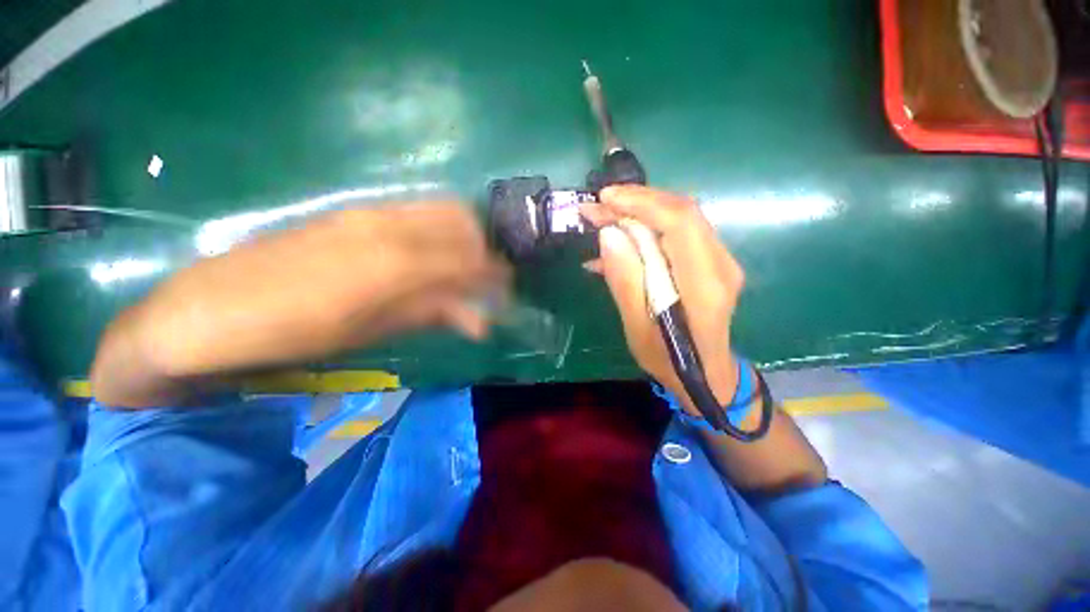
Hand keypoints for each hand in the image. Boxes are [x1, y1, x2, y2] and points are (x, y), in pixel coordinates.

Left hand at [91, 202, 507, 405]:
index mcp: (392, 264)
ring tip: (467, 269)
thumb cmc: (289, 336)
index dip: (495, 274)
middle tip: (489, 280)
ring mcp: (365, 214)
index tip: (509, 290)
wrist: (202, 314)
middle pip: (460, 221)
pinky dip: (438, 232)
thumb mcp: (370, 334)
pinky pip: (413, 213)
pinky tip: (434, 257)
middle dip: (485, 248)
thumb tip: (480, 320)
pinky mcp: (349, 214)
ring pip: (440, 211)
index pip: (467, 259)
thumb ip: (430, 314)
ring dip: (464, 237)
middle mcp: (385, 226)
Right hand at [580, 186, 744, 414]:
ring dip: (639, 212)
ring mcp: (718, 261)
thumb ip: (626, 282)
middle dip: (636, 202)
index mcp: (704, 285)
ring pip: (679, 218)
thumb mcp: (638, 328)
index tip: (604, 199)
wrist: (706, 375)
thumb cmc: (669, 360)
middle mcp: (720, 264)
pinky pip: (676, 234)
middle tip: (597, 206)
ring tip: (602, 219)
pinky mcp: (708, 262)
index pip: (680, 223)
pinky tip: (617, 244)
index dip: (642, 203)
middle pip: (681, 212)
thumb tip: (609, 235)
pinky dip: (646, 230)